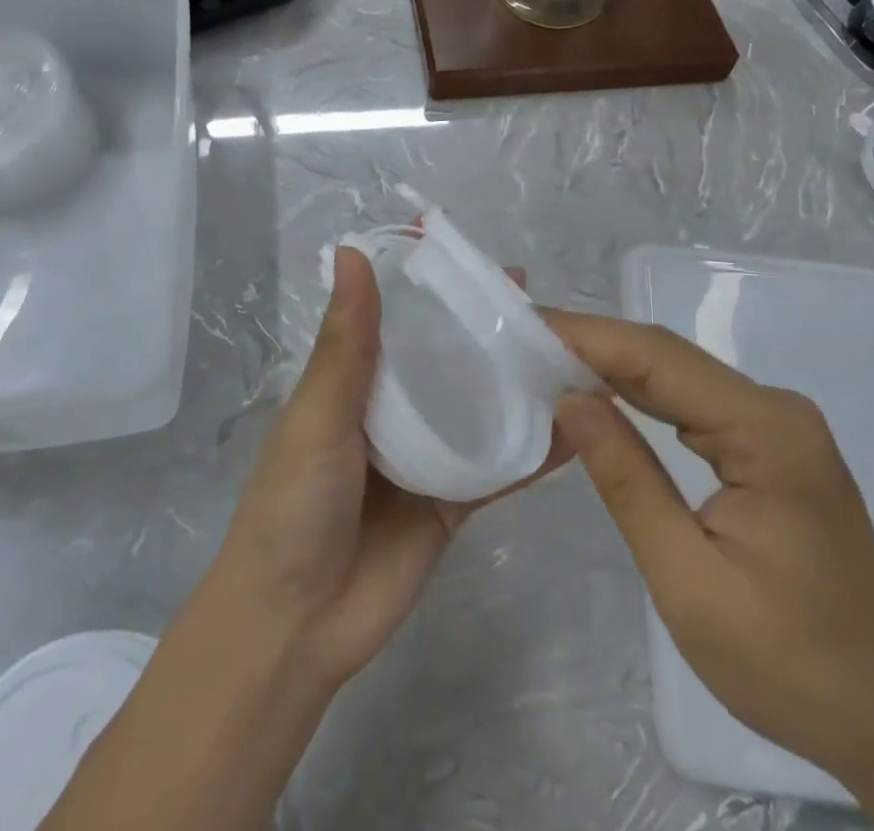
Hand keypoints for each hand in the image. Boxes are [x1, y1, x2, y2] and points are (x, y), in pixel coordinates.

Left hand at [212, 247, 565, 689]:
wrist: (295, 626)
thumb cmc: (294, 504)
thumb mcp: (318, 415)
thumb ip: (347, 341)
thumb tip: (352, 251)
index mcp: (354, 377)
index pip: (392, 313)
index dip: (423, 280)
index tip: (462, 247)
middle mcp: (394, 407)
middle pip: (445, 353)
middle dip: (482, 323)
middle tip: (535, 294)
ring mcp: (428, 454)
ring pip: (479, 403)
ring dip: (516, 377)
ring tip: (568, 344)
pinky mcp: (455, 500)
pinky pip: (501, 465)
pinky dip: (537, 447)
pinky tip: (580, 423)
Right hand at [545, 311, 873, 805]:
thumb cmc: (790, 665)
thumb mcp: (689, 582)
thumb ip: (627, 481)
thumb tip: (569, 398)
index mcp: (766, 432)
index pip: (657, 359)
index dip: (586, 336)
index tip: (524, 326)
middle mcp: (776, 409)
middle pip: (666, 355)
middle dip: (591, 342)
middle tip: (521, 338)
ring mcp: (777, 423)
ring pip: (676, 372)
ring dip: (610, 363)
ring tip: (543, 357)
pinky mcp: (770, 443)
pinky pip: (692, 400)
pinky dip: (639, 391)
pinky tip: (599, 392)